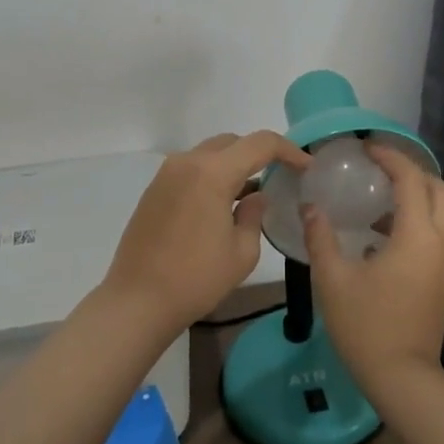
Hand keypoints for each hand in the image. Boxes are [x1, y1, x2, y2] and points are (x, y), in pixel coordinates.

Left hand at [104, 131, 308, 330]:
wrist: (137, 301)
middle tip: (280, 176)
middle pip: (232, 142)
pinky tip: (222, 203)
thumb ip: (254, 215)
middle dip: (259, 154)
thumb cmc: (196, 278)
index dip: (288, 150)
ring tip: (252, 192)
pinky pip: (191, 169)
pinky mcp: (154, 190)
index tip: (306, 167)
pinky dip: (212, 175)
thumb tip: (254, 197)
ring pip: (210, 154)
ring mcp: (166, 174)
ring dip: (233, 164)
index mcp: (212, 172)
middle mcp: (187, 162)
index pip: (260, 144)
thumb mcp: (242, 252)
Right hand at [303, 141, 443, 395]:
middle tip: (378, 168)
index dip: (390, 157)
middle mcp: (440, 242)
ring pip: (441, 211)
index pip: (411, 179)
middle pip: (438, 189)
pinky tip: (381, 234)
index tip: (366, 148)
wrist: (403, 378)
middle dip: (411, 171)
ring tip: (376, 197)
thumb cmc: (366, 326)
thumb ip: (321, 237)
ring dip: (415, 195)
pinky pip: (435, 233)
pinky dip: (415, 219)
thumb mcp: (333, 279)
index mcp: (416, 236)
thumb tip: (311, 207)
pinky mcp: (443, 279)